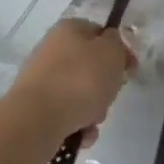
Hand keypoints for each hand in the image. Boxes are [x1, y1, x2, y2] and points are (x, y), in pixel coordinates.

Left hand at [0, 18, 133, 149]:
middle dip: (105, 85)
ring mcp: (41, 81)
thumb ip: (117, 44)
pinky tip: (82, 134)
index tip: (129, 70)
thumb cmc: (80, 79)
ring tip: (93, 121)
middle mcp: (51, 51)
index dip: (118, 50)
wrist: (37, 120)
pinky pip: (66, 114)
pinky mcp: (34, 108)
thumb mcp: (112, 52)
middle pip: (90, 66)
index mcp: (69, 29)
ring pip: (79, 93)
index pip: (99, 33)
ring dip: (93, 109)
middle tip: (111, 95)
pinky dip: (78, 124)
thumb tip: (110, 46)